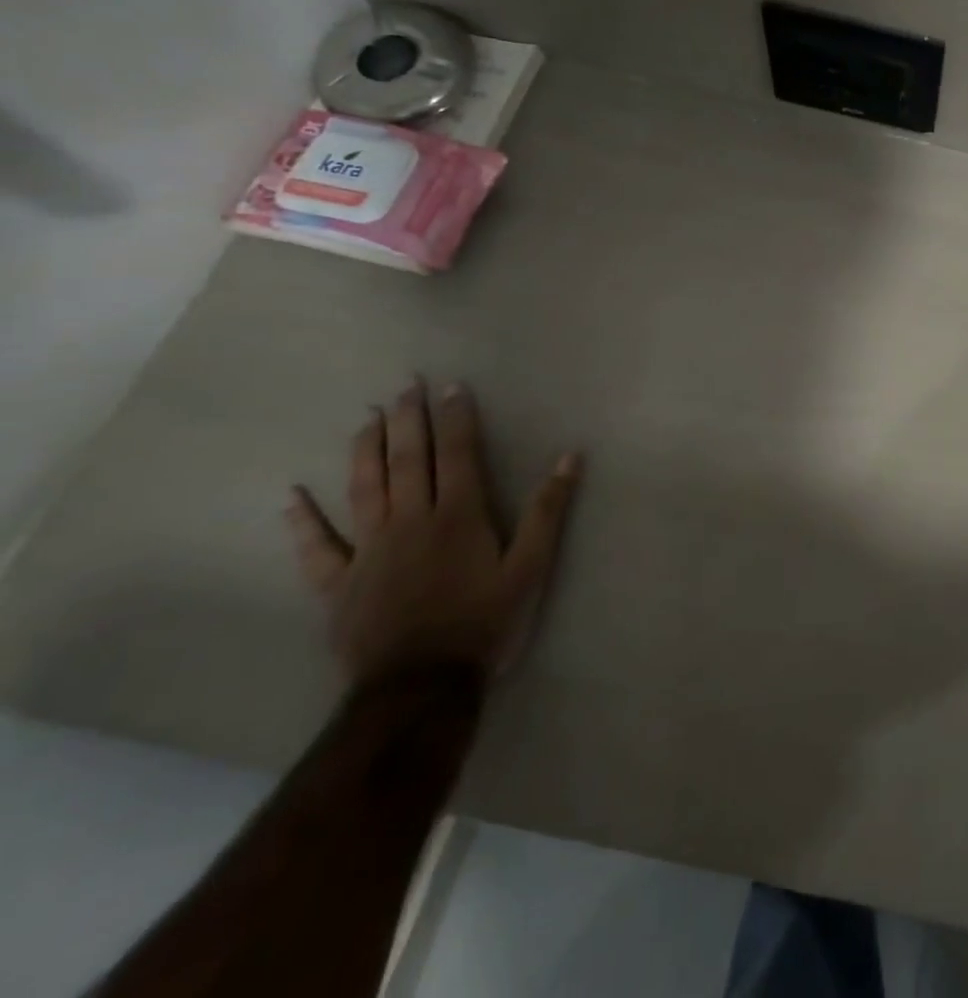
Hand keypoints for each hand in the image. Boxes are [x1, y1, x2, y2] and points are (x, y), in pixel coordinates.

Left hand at [284, 380, 580, 685]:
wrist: (420, 686)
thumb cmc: (485, 623)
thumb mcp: (532, 568)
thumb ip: (549, 511)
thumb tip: (570, 458)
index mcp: (458, 516)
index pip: (457, 454)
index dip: (455, 418)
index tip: (451, 387)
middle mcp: (410, 522)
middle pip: (406, 461)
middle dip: (408, 420)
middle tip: (405, 386)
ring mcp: (369, 551)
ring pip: (363, 489)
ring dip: (365, 450)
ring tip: (367, 418)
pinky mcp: (339, 583)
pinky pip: (316, 547)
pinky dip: (302, 521)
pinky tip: (292, 497)